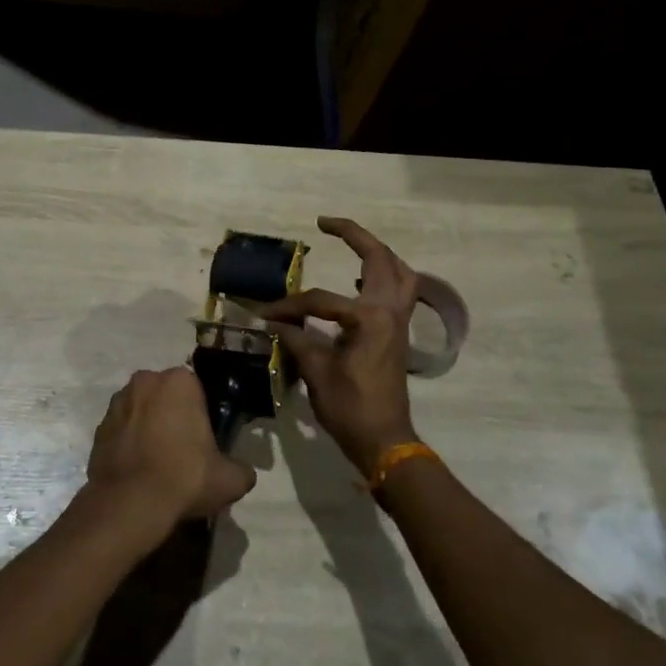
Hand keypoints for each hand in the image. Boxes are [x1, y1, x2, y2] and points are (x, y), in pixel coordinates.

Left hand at [85, 367, 256, 530]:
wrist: (129, 504)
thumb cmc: (184, 478)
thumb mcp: (230, 479)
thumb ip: (242, 469)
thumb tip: (242, 472)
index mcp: (179, 381)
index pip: (198, 390)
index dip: (202, 415)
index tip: (206, 440)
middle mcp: (145, 380)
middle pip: (167, 396)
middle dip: (174, 416)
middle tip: (185, 451)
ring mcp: (118, 402)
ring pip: (142, 410)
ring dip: (150, 426)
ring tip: (160, 463)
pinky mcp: (99, 427)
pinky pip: (122, 430)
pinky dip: (130, 443)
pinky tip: (139, 470)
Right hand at [263, 216, 421, 475]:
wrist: (385, 441)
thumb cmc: (351, 408)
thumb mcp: (317, 372)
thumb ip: (297, 338)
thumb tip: (274, 322)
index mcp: (369, 318)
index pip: (321, 299)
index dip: (289, 306)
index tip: (265, 315)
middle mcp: (390, 311)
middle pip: (380, 258)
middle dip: (355, 235)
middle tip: (326, 223)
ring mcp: (400, 321)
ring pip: (399, 271)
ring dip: (377, 253)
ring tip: (351, 245)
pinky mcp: (399, 333)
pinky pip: (399, 291)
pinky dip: (383, 277)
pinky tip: (359, 282)